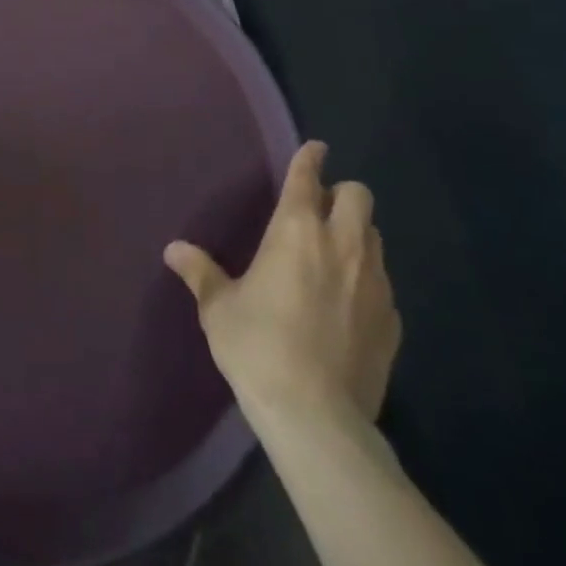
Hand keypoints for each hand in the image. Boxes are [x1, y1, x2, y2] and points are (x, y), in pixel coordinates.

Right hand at [164, 141, 400, 433]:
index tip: (315, 148)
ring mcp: (373, 282)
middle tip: (321, 211)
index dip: (311, 156)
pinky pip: (384, 284)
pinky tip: (349, 306)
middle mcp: (341, 244)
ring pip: (375, 236)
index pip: (308, 176)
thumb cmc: (259, 347)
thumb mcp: (220, 309)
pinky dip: (368, 282)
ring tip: (335, 255)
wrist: (316, 418)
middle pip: (358, 195)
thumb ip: (200, 272)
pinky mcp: (392, 321)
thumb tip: (173, 249)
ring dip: (357, 235)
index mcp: (296, 230)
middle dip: (342, 194)